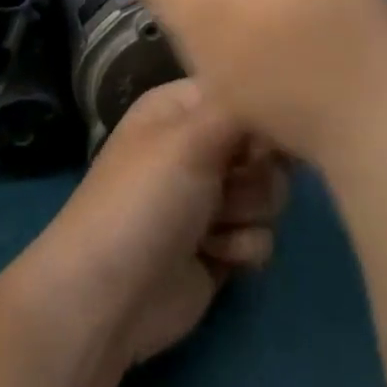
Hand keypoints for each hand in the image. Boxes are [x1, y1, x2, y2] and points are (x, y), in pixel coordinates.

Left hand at [17, 78, 287, 370]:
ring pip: (270, 192)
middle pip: (264, 144)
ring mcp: (211, 197)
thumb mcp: (190, 139)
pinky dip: (242, 248)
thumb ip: (241, 109)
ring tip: (210, 226)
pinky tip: (212, 256)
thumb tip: (276, 92)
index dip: (257, 112)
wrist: (111, 297)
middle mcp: (198, 145)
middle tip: (226, 183)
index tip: (257, 134)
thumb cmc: (145, 200)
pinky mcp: (224, 246)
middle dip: (254, 171)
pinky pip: (262, 236)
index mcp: (181, 107)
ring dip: (246, 212)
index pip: (240, 90)